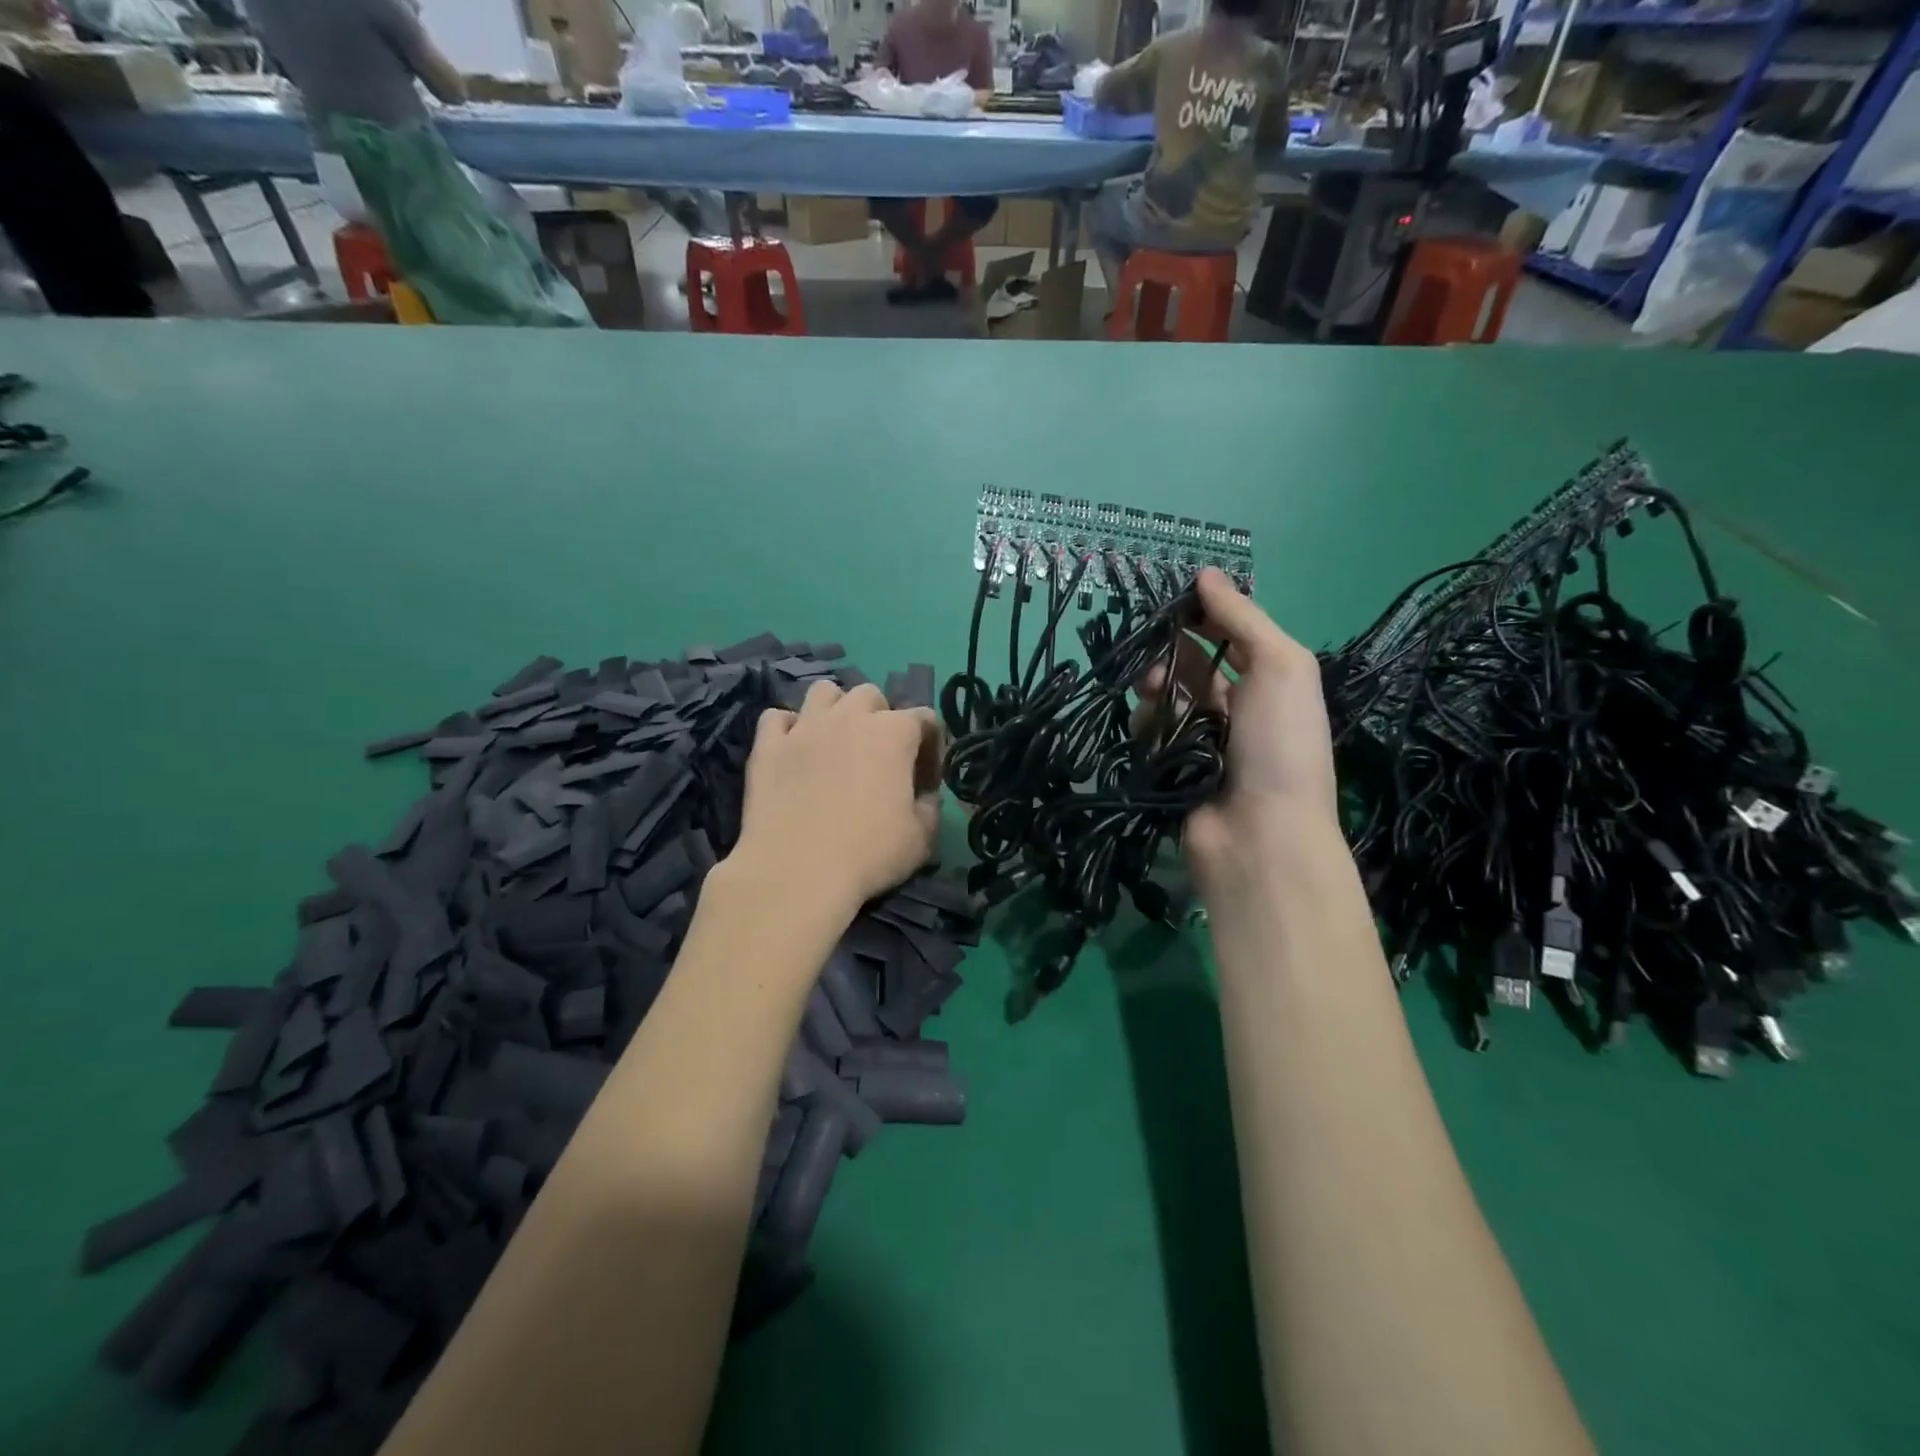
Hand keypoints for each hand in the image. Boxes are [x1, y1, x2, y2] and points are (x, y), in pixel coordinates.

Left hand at [732, 680, 943, 916]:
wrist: (797, 873)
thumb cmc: (870, 854)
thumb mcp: (922, 838)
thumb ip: (930, 806)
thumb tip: (924, 795)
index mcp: (894, 733)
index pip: (925, 718)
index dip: (931, 748)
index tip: (924, 782)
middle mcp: (850, 717)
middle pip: (871, 695)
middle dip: (881, 718)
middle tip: (878, 757)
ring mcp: (805, 727)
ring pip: (823, 692)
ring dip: (836, 709)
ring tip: (836, 742)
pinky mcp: (768, 746)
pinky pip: (776, 717)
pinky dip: (788, 728)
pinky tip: (794, 751)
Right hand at [1137, 568, 1338, 894]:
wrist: (1260, 835)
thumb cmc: (1279, 744)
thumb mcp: (1281, 666)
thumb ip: (1243, 618)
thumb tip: (1206, 574)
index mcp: (1270, 682)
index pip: (1229, 636)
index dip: (1202, 615)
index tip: (1171, 600)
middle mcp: (1236, 708)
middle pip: (1190, 665)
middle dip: (1170, 654)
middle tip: (1155, 657)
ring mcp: (1201, 741)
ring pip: (1163, 698)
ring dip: (1155, 691)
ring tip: (1155, 698)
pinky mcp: (1170, 768)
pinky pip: (1148, 734)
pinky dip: (1147, 728)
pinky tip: (1152, 736)